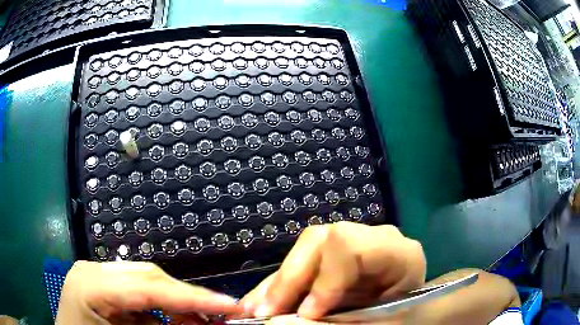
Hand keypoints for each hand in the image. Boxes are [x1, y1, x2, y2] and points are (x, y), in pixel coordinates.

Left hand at [56, 261, 241, 323]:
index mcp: (91, 285)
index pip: (148, 287)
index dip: (192, 298)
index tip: (230, 306)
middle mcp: (93, 270)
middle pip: (149, 277)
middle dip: (188, 299)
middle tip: (221, 315)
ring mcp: (95, 273)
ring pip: (146, 281)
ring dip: (175, 304)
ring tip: (198, 322)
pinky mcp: (101, 283)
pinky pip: (137, 292)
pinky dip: (159, 308)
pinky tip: (171, 321)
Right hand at [240, 222, 425, 320]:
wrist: (418, 310)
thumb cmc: (409, 316)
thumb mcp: (382, 323)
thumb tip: (285, 322)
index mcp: (398, 253)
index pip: (349, 247)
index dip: (322, 281)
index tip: (306, 314)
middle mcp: (373, 240)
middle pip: (320, 241)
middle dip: (287, 280)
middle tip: (262, 313)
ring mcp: (353, 246)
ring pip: (305, 253)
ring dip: (276, 285)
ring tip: (253, 310)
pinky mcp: (338, 259)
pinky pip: (305, 266)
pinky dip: (281, 287)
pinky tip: (263, 301)